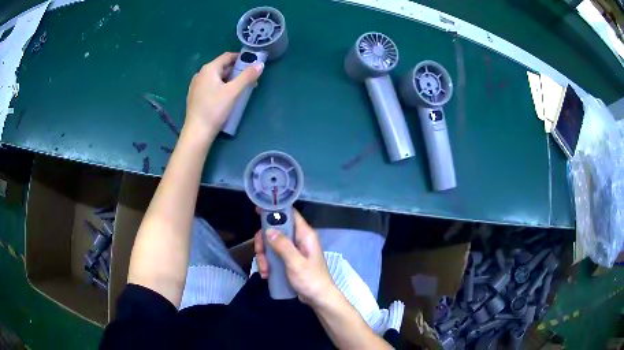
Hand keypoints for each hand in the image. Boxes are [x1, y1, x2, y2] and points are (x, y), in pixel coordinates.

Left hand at [185, 52, 263, 139]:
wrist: (197, 132)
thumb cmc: (214, 109)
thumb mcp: (233, 92)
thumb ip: (247, 76)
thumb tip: (260, 64)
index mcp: (208, 69)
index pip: (227, 56)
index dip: (241, 57)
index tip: (252, 63)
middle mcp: (200, 74)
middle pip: (222, 67)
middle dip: (237, 70)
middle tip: (249, 78)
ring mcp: (196, 86)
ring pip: (217, 77)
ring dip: (230, 79)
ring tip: (241, 88)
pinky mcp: (195, 96)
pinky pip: (211, 86)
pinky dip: (221, 87)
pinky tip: (227, 97)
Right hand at [254, 210, 337, 306]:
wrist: (319, 299)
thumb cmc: (311, 279)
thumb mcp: (295, 263)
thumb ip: (283, 245)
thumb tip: (269, 230)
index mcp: (305, 235)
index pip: (290, 213)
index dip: (274, 210)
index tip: (258, 211)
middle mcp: (299, 239)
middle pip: (276, 230)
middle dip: (264, 242)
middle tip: (260, 253)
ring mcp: (294, 250)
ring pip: (272, 244)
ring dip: (264, 256)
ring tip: (264, 271)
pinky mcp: (289, 260)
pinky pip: (274, 256)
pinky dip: (268, 263)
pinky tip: (266, 274)